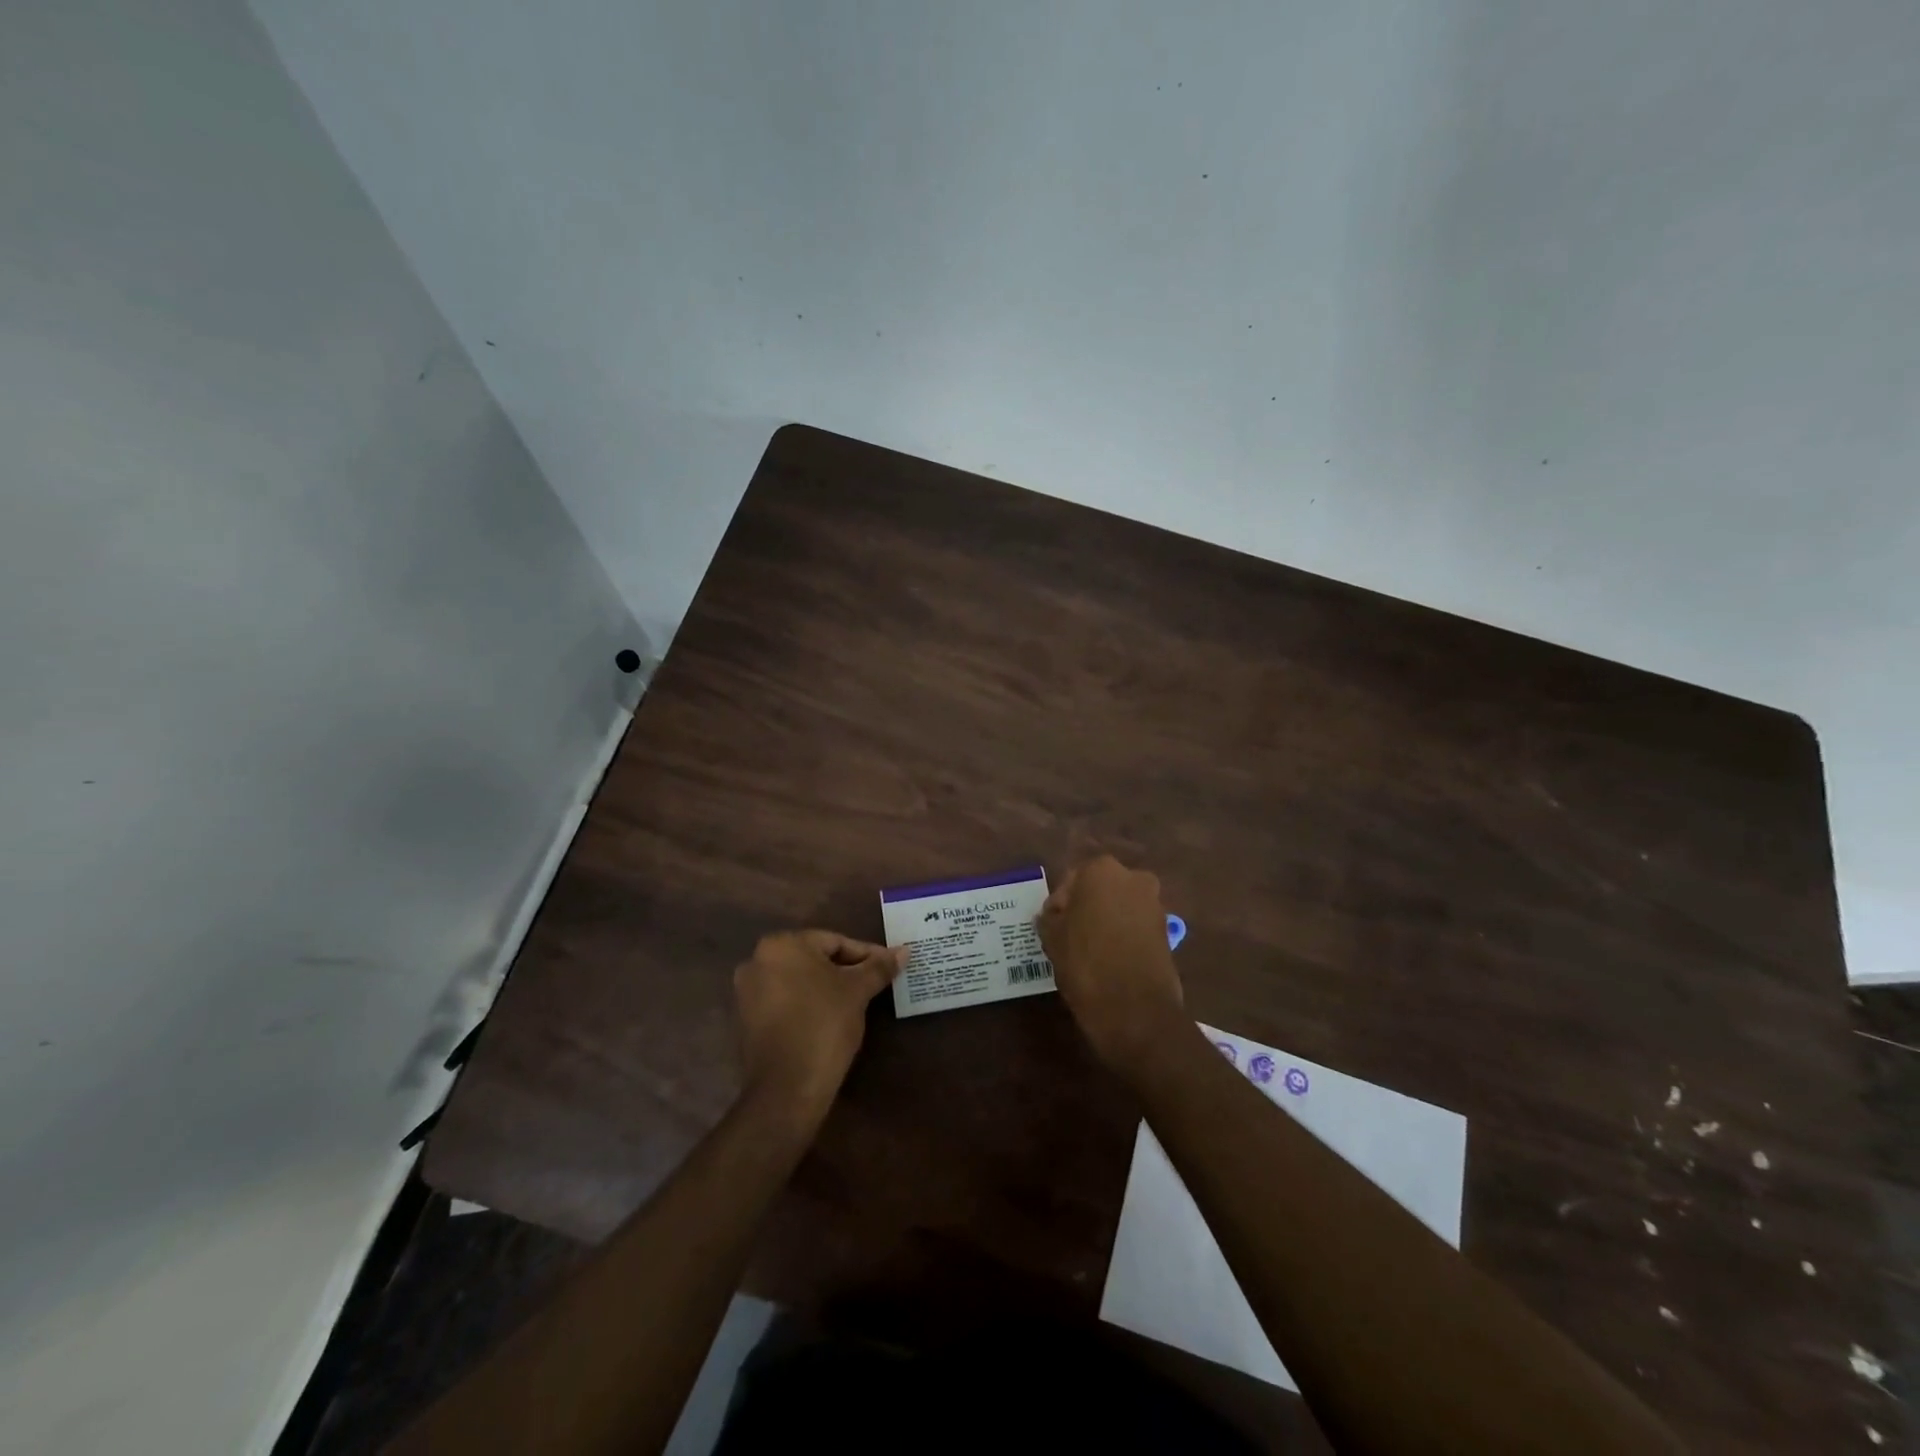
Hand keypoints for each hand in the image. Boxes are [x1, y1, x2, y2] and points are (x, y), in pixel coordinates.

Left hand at [733, 930, 904, 1117]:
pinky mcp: (747, 1020)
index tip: (888, 967)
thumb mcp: (858, 991)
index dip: (866, 954)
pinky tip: (830, 1018)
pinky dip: (808, 1004)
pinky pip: (785, 1001)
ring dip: (827, 987)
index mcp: (781, 945)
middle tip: (875, 983)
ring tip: (857, 1001)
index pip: (834, 941)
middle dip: (846, 970)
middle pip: (814, 959)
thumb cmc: (824, 1025)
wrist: (787, 1088)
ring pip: (800, 981)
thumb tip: (904, 951)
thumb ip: (879, 967)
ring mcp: (747, 992)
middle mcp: (757, 961)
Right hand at [1038, 857, 1185, 1078]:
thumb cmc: (1086, 964)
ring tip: (1088, 951)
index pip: (1071, 881)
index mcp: (1101, 870)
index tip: (1051, 927)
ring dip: (1105, 922)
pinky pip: (1135, 927)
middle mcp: (1133, 878)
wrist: (1135, 1009)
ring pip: (1119, 907)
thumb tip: (1051, 916)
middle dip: (1085, 908)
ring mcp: (1154, 904)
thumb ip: (1049, 919)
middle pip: (1099, 890)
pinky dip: (1122, 937)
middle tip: (1068, 936)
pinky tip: (1108, 960)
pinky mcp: (1166, 931)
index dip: (1058, 904)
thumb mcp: (1053, 939)